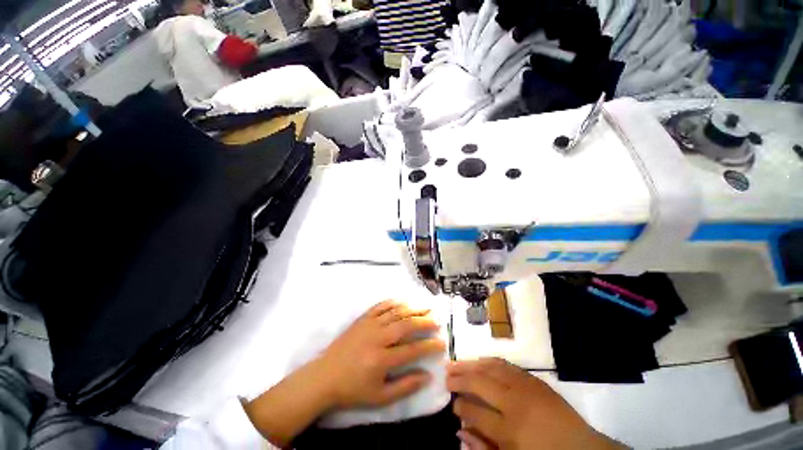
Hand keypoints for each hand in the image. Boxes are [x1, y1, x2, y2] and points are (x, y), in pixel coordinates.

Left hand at [318, 300, 446, 407]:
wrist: (324, 377)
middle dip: (424, 322)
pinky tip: (403, 302)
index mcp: (382, 359)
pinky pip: (381, 306)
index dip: (429, 346)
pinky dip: (394, 302)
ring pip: (396, 312)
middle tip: (437, 321)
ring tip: (426, 309)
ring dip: (413, 309)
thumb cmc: (352, 390)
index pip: (412, 350)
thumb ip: (405, 386)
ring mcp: (369, 325)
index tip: (442, 342)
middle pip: (406, 325)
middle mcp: (377, 338)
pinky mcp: (362, 319)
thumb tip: (427, 376)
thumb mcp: (380, 397)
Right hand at [447, 358, 623, 449]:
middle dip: (459, 378)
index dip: (459, 405)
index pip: (475, 411)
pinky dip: (488, 361)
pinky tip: (479, 361)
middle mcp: (515, 402)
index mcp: (510, 430)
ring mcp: (525, 387)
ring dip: (470, 364)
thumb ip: (483, 447)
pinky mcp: (534, 379)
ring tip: (455, 363)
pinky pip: (505, 364)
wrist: (583, 449)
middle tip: (446, 376)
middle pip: (479, 382)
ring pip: (490, 367)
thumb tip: (459, 430)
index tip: (452, 403)